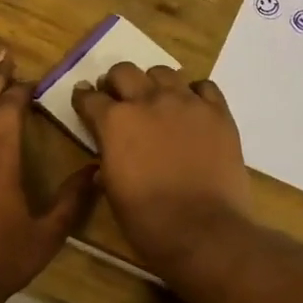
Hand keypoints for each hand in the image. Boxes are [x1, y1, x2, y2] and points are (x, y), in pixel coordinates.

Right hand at [71, 63, 252, 276]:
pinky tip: (191, 110)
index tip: (84, 103)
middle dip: (115, 83)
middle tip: (118, 101)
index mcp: (114, 122)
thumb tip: (106, 157)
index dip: (84, 100)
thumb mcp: (112, 191)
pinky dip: (193, 94)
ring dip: (153, 84)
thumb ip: (107, 161)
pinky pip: (204, 87)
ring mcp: (187, 103)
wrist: (203, 231)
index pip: (89, 97)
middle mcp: (148, 101)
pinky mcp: (219, 113)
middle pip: (124, 71)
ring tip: (156, 103)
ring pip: (163, 72)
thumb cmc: (147, 220)